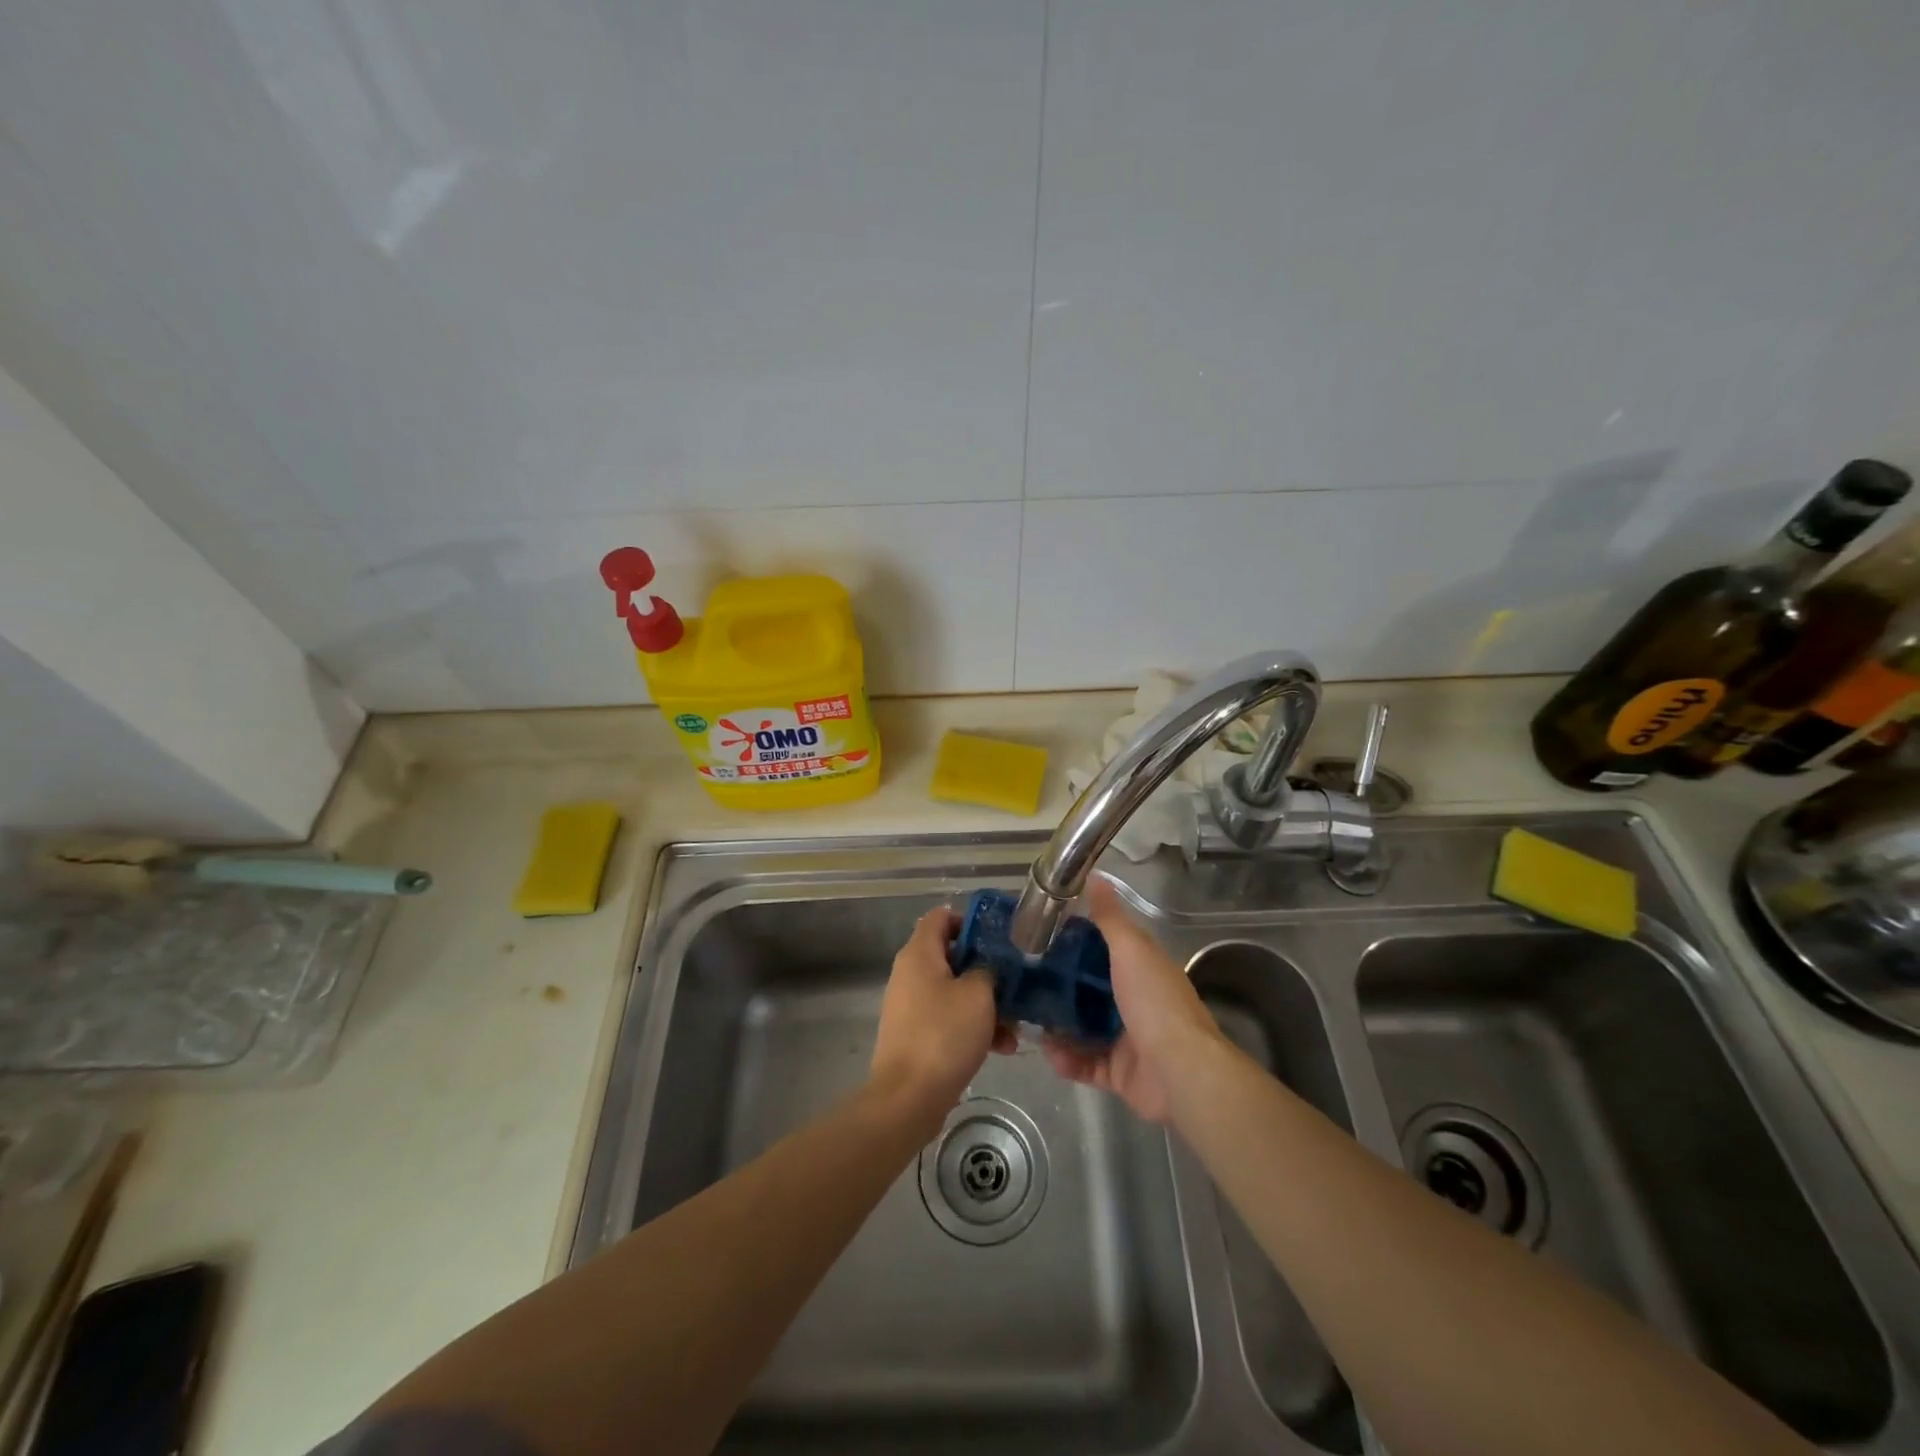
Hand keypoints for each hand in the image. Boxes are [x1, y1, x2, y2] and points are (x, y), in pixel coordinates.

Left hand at [871, 907, 1015, 1117]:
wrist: (908, 1098)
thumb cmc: (943, 1035)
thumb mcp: (978, 995)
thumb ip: (988, 970)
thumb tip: (987, 968)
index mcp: (919, 954)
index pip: (941, 916)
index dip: (970, 920)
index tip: (999, 937)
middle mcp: (910, 973)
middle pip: (952, 955)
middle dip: (986, 969)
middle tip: (1015, 982)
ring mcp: (911, 1005)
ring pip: (955, 991)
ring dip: (986, 1004)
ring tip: (1016, 1025)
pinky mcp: (916, 1034)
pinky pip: (948, 1018)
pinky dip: (973, 1026)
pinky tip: (1002, 1047)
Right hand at [1042, 877, 1224, 1124]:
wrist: (1180, 1071)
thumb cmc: (1154, 1002)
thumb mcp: (1131, 949)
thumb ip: (1109, 917)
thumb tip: (1094, 876)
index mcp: (1141, 969)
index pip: (1104, 948)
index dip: (1075, 940)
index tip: (1041, 935)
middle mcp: (1135, 1001)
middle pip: (1089, 989)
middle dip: (1058, 986)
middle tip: (1023, 981)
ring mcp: (1127, 1039)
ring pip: (1083, 1028)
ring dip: (1056, 1025)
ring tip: (1027, 1019)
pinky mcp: (1119, 1073)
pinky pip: (1085, 1064)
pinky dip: (1066, 1060)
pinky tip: (1047, 1053)